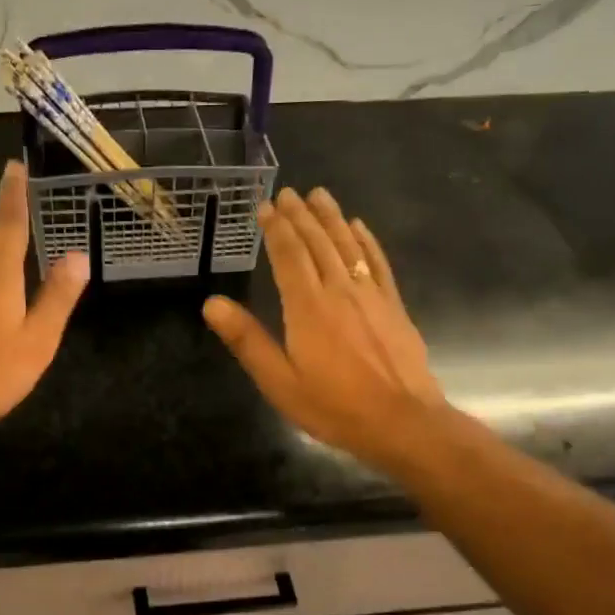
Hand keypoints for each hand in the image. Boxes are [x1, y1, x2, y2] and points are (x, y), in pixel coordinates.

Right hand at [203, 187, 447, 475]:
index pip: (288, 255)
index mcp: (308, 307)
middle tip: (288, 192)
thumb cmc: (334, 406)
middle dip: (301, 216)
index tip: (265, 206)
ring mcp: (371, 295)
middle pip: (318, 243)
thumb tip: (212, 303)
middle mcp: (339, 290)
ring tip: (319, 195)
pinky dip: (366, 241)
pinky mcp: (393, 305)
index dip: (276, 229)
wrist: (402, 422)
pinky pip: (378, 263)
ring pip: (347, 246)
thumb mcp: (279, 382)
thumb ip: (247, 341)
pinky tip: (360, 227)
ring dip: (332, 218)